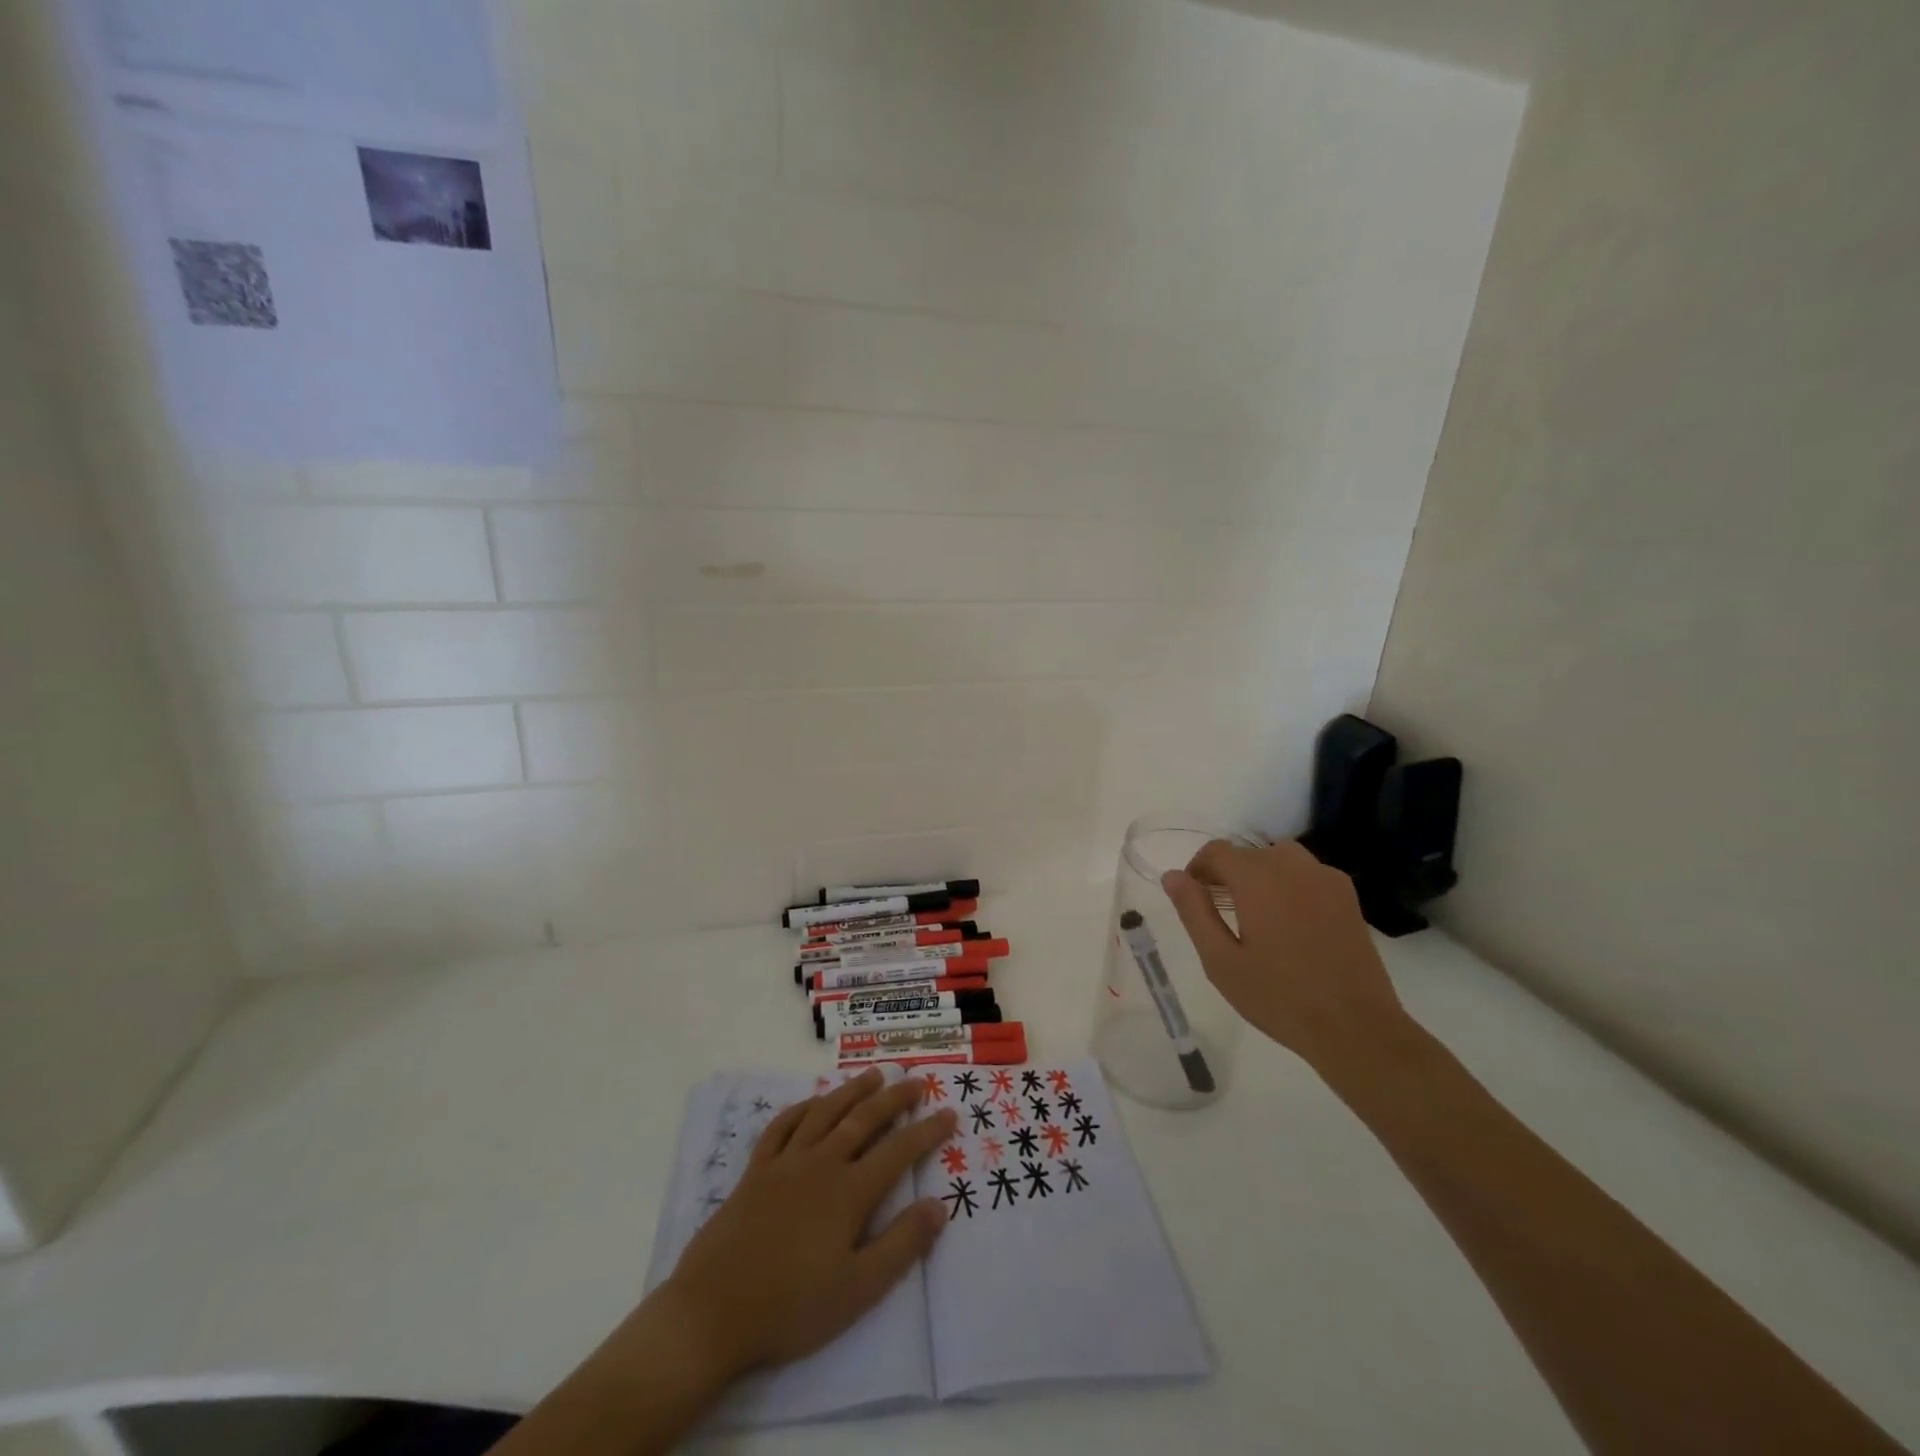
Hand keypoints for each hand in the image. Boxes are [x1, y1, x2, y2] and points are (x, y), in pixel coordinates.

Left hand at [658, 1071, 957, 1379]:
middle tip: (916, 1081)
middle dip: (894, 1098)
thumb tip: (939, 1206)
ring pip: (825, 1112)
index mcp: (849, 1192)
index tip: (948, 1113)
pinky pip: (782, 1127)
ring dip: (852, 1090)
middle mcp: (821, 1164)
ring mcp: (785, 1163)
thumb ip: (901, 1245)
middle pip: (864, 1120)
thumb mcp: (857, 1289)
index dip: (927, 1131)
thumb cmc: (791, 1307)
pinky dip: (802, 1108)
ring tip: (873, 1075)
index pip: (898, 1152)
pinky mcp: (755, 1171)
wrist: (712, 1312)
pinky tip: (813, 1102)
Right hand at [1161, 840, 1411, 1075]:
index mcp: (1258, 878)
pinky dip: (1289, 884)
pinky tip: (1290, 923)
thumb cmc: (1278, 997)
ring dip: (1260, 874)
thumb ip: (1194, 911)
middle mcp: (1293, 866)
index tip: (1193, 898)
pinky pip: (1308, 874)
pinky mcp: (1347, 897)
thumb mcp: (1220, 960)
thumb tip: (1173, 876)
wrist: (1356, 1027)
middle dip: (1228, 874)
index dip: (1198, 869)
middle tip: (1220, 914)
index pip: (1217, 851)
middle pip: (1248, 853)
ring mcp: (1326, 879)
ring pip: (1280, 858)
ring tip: (1255, 915)